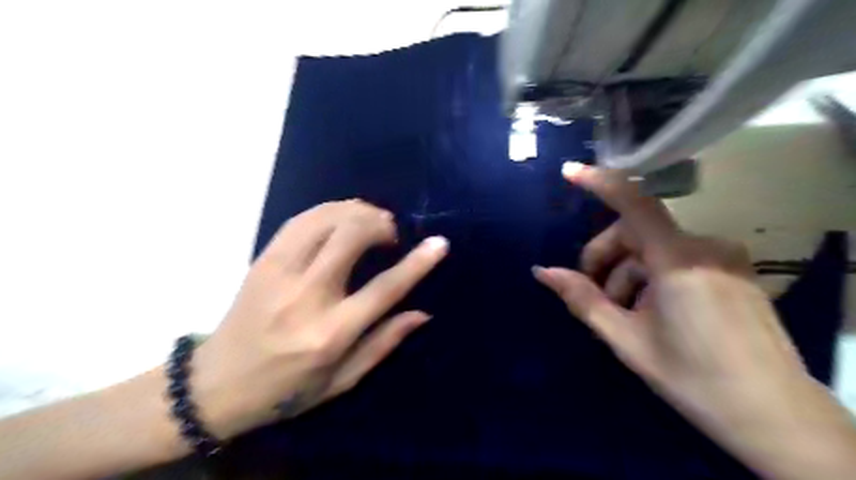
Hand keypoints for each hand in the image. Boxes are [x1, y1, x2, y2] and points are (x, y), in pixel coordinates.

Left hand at [187, 201, 448, 440]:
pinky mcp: (263, 261)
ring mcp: (279, 273)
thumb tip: (422, 313)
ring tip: (371, 220)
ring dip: (356, 211)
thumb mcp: (342, 380)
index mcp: (330, 333)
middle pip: (350, 237)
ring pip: (324, 219)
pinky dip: (328, 210)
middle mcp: (306, 296)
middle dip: (380, 224)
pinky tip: (342, 217)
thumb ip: (383, 343)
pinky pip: (300, 220)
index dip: (416, 263)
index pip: (384, 289)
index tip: (439, 243)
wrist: (216, 385)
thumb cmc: (286, 390)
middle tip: (391, 233)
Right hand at [534, 163, 855, 478]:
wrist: (773, 415)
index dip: (600, 183)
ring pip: (655, 249)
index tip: (570, 173)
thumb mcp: (625, 339)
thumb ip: (582, 299)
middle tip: (591, 294)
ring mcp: (723, 258)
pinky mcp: (732, 270)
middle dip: (605, 258)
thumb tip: (542, 272)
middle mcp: (704, 248)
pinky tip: (649, 310)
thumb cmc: (692, 377)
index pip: (635, 204)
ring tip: (623, 313)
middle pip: (637, 233)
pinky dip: (651, 276)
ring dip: (627, 273)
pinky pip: (677, 259)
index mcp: (679, 261)